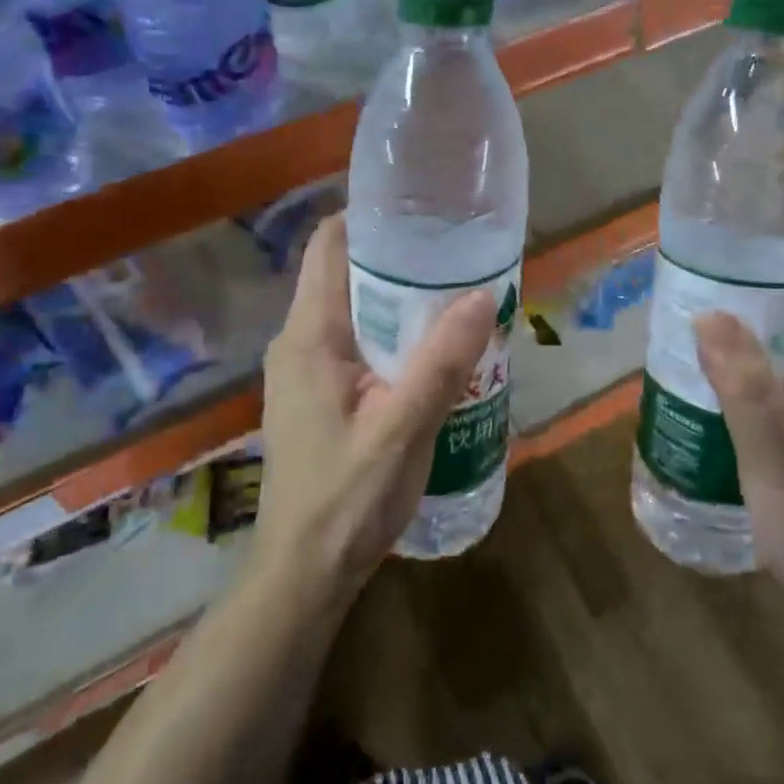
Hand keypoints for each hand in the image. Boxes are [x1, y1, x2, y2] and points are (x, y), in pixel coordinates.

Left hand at [254, 215, 495, 606]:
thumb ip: (442, 362)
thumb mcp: (403, 429)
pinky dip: (390, 332)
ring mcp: (304, 368)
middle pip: (345, 272)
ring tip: (454, 292)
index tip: (423, 209)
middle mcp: (298, 340)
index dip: (370, 217)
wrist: (304, 574)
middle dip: (397, 258)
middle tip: (457, 252)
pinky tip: (432, 347)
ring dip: (398, 298)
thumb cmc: (347, 500)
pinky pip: (354, 341)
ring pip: (352, 308)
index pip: (329, 244)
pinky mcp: (317, 393)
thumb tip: (484, 294)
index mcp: (309, 334)